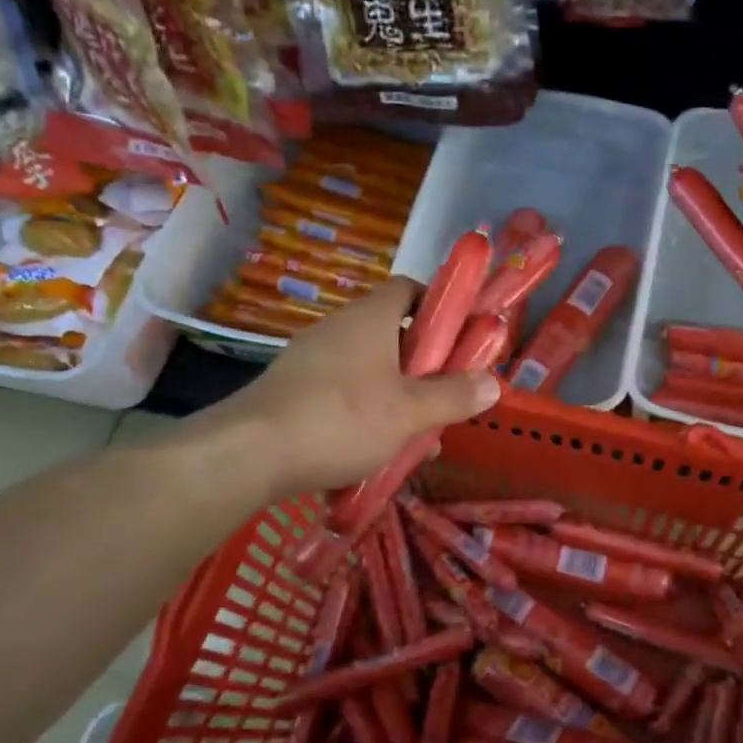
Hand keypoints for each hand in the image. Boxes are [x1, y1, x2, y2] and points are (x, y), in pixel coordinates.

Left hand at [175, 279, 500, 499]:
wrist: (249, 453)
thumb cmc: (342, 419)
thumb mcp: (410, 412)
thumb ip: (453, 396)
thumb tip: (493, 383)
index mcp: (370, 319)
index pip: (408, 289)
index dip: (438, 305)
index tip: (461, 336)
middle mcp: (339, 329)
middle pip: (393, 334)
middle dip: (425, 365)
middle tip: (446, 396)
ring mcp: (312, 360)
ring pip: (370, 369)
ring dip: (398, 395)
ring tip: (418, 436)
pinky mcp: (294, 390)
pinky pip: (343, 392)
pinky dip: (366, 412)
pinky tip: (377, 452)